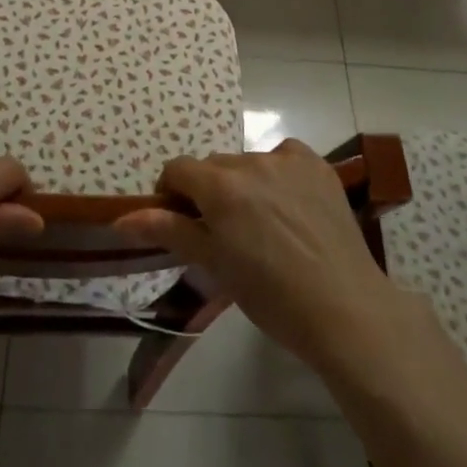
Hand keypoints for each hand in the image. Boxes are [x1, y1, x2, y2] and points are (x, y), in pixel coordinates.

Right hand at [114, 139, 404, 371]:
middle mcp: (251, 162)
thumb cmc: (271, 297)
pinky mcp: (317, 165)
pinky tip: (290, 206)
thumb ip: (169, 231)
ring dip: (244, 184)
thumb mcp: (214, 265)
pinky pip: (284, 157)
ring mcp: (288, 160)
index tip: (183, 222)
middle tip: (225, 232)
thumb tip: (121, 218)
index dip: (173, 194)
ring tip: (264, 225)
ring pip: (248, 163)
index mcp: (220, 187)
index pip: (178, 169)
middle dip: (210, 191)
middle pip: (214, 166)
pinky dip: (278, 174)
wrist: (344, 309)